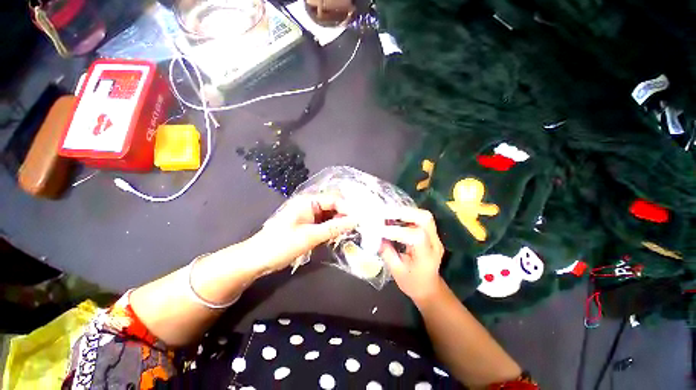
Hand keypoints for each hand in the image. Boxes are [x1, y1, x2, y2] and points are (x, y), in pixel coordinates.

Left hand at [248, 193, 357, 275]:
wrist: (258, 259)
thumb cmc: (281, 245)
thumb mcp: (309, 236)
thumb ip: (333, 228)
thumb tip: (355, 221)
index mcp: (308, 201)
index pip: (334, 199)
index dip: (348, 209)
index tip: (360, 220)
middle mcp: (309, 204)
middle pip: (333, 206)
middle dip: (345, 215)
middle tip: (357, 227)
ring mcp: (309, 214)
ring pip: (330, 215)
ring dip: (339, 223)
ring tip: (350, 232)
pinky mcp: (308, 224)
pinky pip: (325, 223)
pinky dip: (332, 228)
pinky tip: (338, 235)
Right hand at [380, 207, 444, 304]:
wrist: (429, 288)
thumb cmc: (412, 283)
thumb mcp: (397, 271)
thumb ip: (387, 252)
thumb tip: (376, 236)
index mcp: (427, 256)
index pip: (416, 236)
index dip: (397, 231)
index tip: (380, 230)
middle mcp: (434, 243)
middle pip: (425, 218)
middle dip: (404, 213)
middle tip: (385, 213)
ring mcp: (434, 236)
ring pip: (423, 215)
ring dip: (405, 211)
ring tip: (388, 213)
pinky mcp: (430, 233)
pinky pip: (420, 218)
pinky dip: (406, 214)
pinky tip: (394, 216)